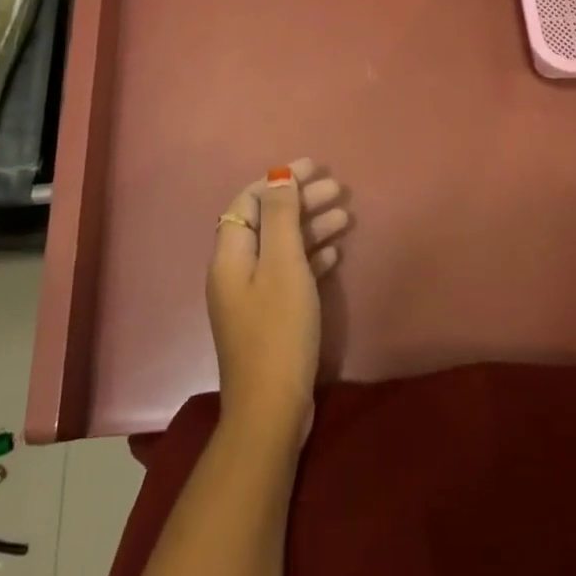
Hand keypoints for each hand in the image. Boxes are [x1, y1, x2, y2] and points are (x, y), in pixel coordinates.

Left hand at [207, 158, 349, 444]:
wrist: (272, 408)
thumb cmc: (278, 329)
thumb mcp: (282, 265)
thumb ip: (280, 217)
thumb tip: (278, 175)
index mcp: (230, 255)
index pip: (248, 201)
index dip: (278, 179)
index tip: (313, 167)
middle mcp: (236, 270)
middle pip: (268, 221)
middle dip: (300, 201)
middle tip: (338, 189)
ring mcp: (253, 295)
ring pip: (282, 246)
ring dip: (311, 227)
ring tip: (345, 215)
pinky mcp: (271, 315)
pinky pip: (290, 272)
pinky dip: (311, 256)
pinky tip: (334, 251)